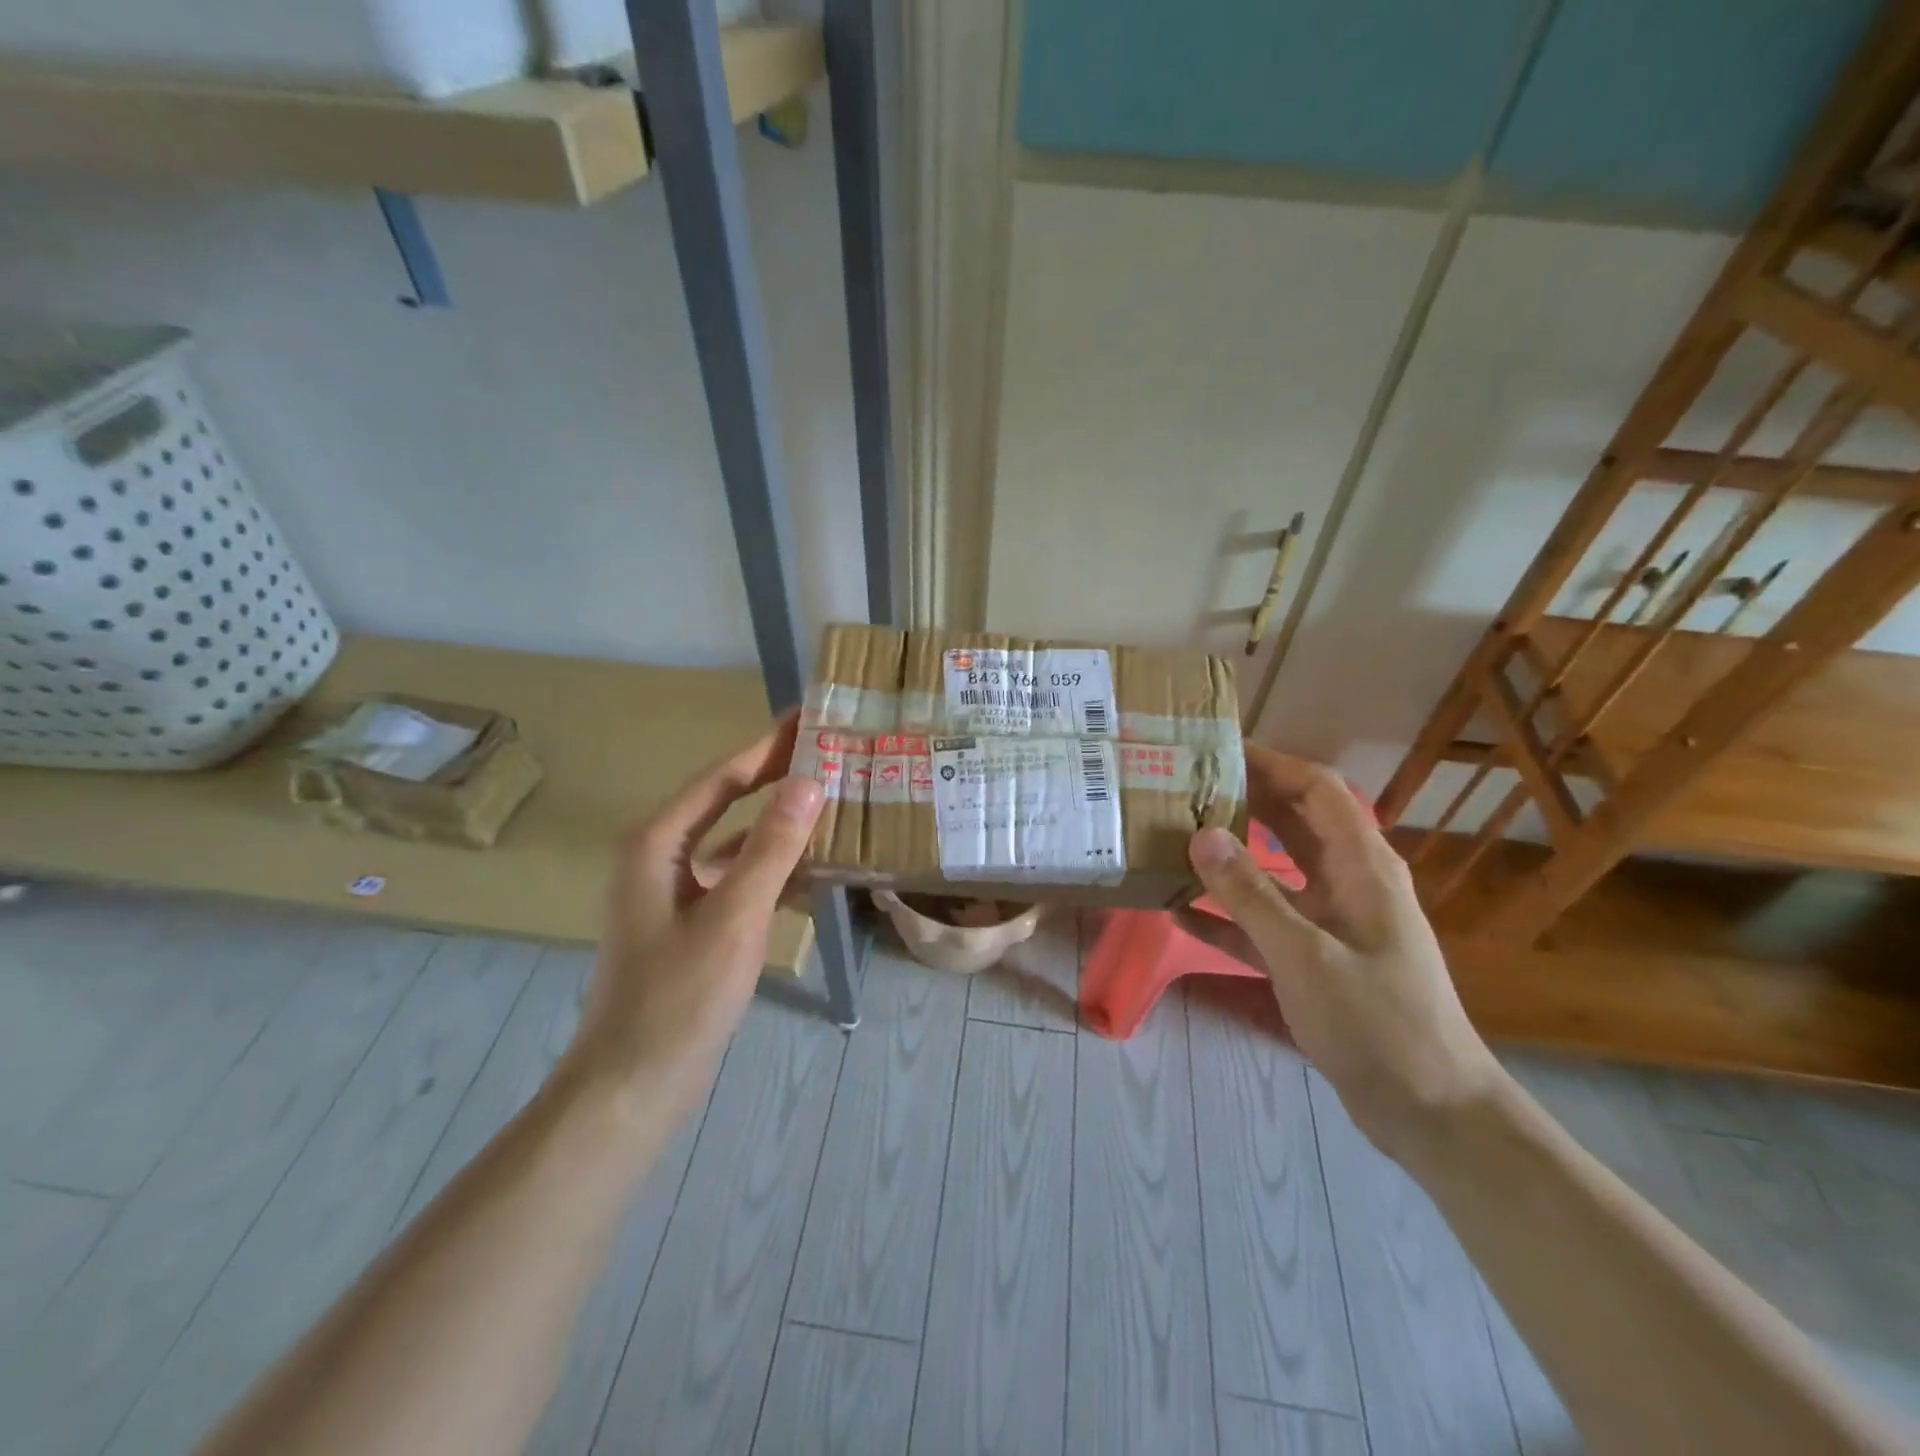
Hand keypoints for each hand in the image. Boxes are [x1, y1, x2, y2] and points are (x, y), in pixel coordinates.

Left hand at [568, 714, 824, 1105]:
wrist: (633, 1087)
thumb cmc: (678, 997)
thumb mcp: (733, 916)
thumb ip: (773, 848)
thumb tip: (808, 781)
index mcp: (658, 843)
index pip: (722, 777)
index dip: (767, 746)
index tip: (809, 717)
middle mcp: (662, 857)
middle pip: (728, 802)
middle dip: (776, 777)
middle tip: (829, 751)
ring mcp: (676, 893)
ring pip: (737, 843)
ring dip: (781, 826)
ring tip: (834, 803)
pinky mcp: (692, 924)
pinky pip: (739, 880)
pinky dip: (775, 870)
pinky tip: (816, 870)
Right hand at [1179, 746, 1504, 1158]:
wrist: (1432, 1113)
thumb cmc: (1378, 1024)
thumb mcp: (1306, 956)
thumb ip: (1251, 894)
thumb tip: (1201, 834)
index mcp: (1362, 866)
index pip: (1316, 789)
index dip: (1271, 762)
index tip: (1216, 748)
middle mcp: (1348, 882)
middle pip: (1292, 821)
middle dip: (1242, 798)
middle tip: (1180, 785)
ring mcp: (1331, 921)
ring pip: (1273, 870)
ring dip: (1229, 853)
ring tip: (1172, 835)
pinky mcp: (1315, 958)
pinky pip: (1263, 921)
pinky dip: (1226, 912)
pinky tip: (1179, 909)